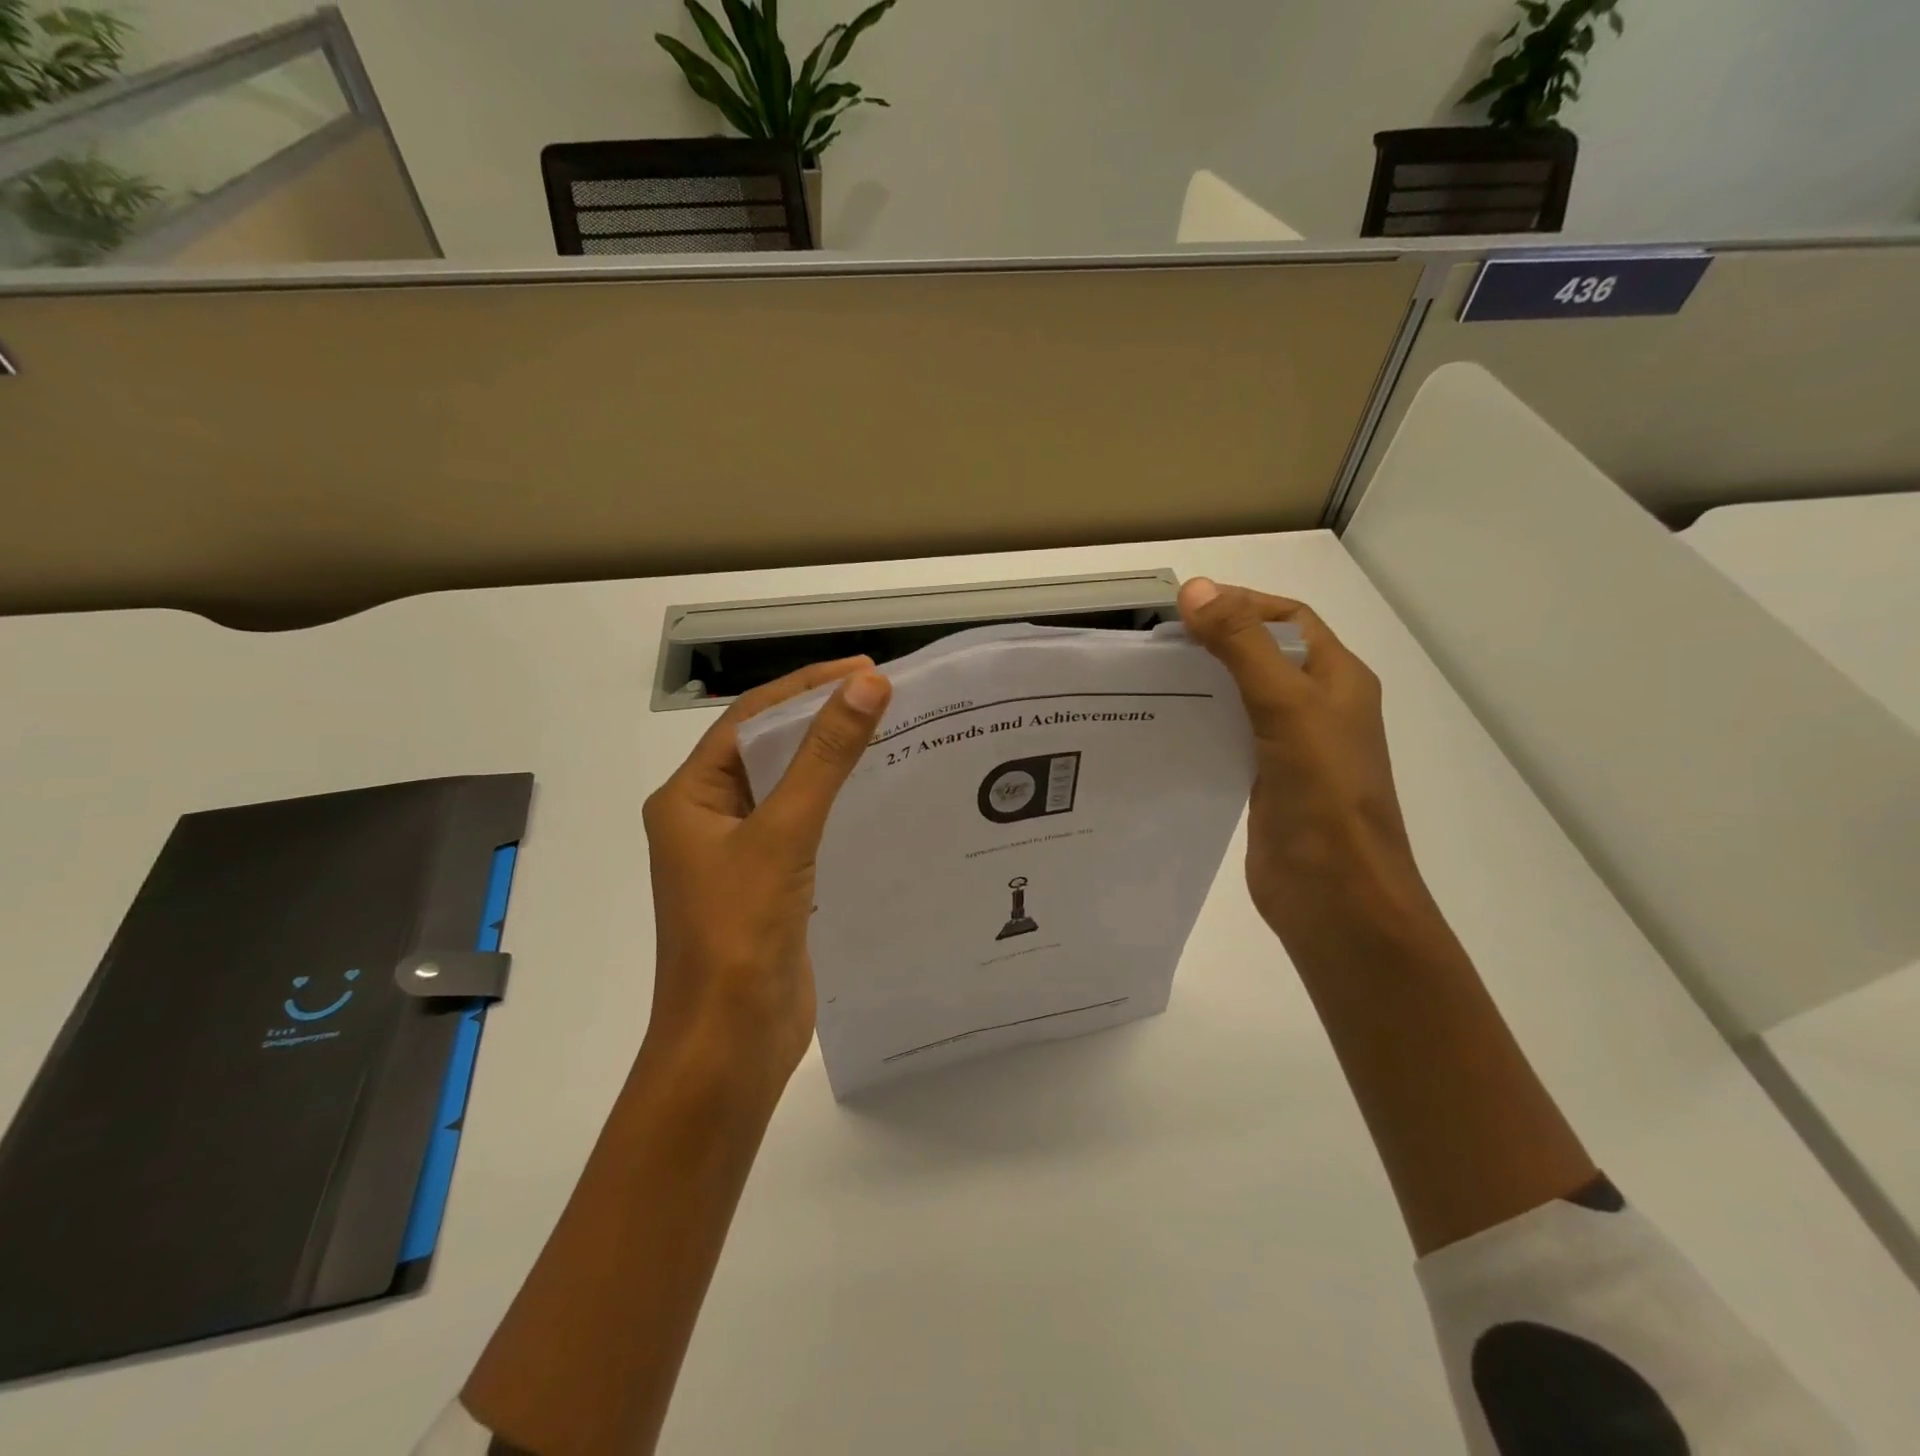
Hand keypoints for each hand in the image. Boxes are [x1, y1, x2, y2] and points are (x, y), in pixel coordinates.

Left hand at [642, 657, 892, 1092]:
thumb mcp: (784, 833)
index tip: (866, 669)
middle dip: (821, 719)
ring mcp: (738, 854)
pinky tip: (875, 796)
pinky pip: (802, 827)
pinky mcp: (767, 884)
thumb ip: (825, 757)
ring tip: (888, 734)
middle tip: (885, 697)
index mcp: (689, 796)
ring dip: (830, 760)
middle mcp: (707, 818)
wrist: (729, 1044)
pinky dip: (835, 804)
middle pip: (768, 749)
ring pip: (788, 788)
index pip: (751, 719)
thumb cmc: (739, 933)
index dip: (807, 687)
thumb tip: (867, 684)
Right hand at [1178, 578, 1429, 945]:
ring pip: (1242, 698)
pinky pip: (1229, 738)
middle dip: (1215, 642)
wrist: (1335, 894)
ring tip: (1149, 681)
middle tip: (1155, 644)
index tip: (1183, 609)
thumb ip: (1241, 646)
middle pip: (1263, 656)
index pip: (1287, 619)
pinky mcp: (1265, 783)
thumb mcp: (1285, 705)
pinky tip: (1163, 729)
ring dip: (1203, 684)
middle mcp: (1318, 708)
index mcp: (1337, 679)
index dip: (1241, 603)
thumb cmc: (1322, 793)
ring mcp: (1292, 748)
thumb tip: (1195, 588)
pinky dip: (1200, 725)